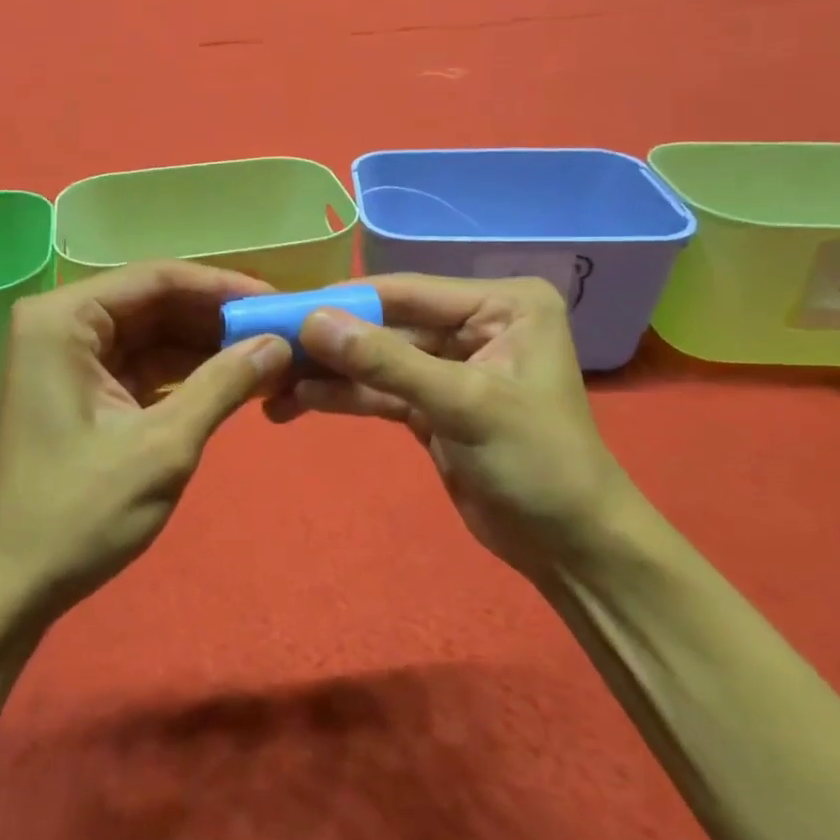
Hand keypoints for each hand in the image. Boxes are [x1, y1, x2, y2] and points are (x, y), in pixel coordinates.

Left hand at [0, 261, 291, 625]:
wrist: (9, 589)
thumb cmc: (78, 513)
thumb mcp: (162, 446)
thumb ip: (223, 385)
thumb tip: (279, 343)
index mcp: (63, 320)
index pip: (157, 279)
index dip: (222, 288)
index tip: (277, 302)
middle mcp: (60, 326)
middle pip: (154, 304)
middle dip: (216, 320)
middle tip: (281, 333)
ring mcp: (67, 360)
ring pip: (151, 336)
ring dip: (205, 349)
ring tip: (269, 358)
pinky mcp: (79, 393)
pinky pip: (141, 368)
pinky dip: (183, 377)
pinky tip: (232, 383)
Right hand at [264, 275, 636, 576]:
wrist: (570, 547)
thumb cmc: (538, 462)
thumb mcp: (462, 403)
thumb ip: (385, 361)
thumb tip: (311, 321)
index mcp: (502, 305)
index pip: (408, 292)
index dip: (345, 301)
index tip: (284, 309)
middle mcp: (475, 325)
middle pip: (386, 325)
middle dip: (330, 343)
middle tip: (268, 350)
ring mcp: (451, 365)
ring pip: (377, 360)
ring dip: (328, 373)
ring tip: (271, 385)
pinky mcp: (432, 403)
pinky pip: (380, 390)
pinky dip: (343, 397)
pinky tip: (298, 403)